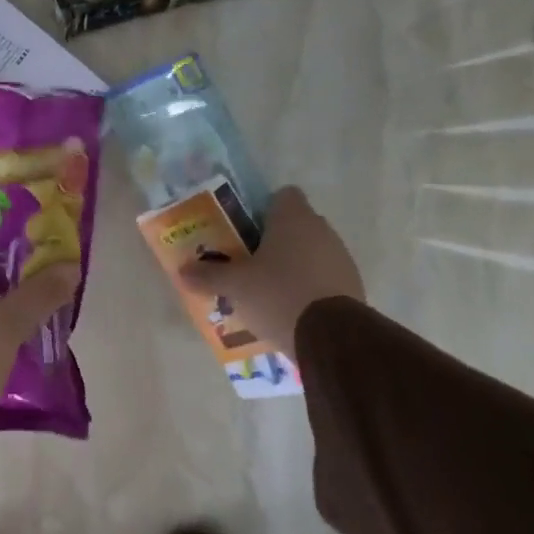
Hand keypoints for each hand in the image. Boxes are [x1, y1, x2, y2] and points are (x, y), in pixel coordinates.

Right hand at [178, 187, 363, 360]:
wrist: (331, 337)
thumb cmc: (278, 294)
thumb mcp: (234, 286)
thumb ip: (208, 275)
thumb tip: (181, 271)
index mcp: (293, 219)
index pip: (282, 196)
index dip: (263, 208)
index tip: (245, 228)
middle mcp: (322, 230)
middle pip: (295, 225)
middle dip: (274, 240)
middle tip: (248, 260)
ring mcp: (341, 258)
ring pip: (311, 251)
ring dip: (292, 264)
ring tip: (266, 289)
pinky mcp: (352, 286)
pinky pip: (323, 277)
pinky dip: (308, 286)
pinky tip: (289, 307)